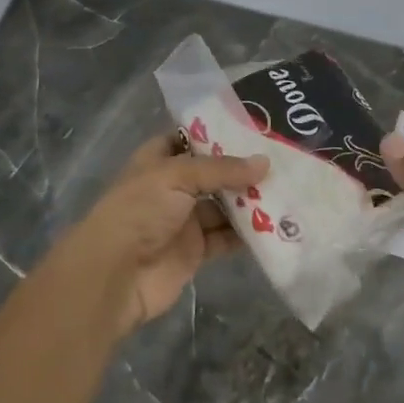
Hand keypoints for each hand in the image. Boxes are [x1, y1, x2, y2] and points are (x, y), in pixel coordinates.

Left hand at [61, 134, 269, 337]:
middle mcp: (171, 188)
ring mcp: (184, 221)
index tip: (253, 127)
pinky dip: (249, 234)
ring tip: (288, 189)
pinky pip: (227, 238)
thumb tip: (264, 163)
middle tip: (284, 159)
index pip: (188, 139)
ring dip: (251, 201)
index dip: (215, 133)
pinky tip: (277, 224)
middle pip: (212, 174)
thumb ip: (221, 169)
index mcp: (157, 162)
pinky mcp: (196, 252)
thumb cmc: (139, 212)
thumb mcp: (177, 176)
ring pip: (224, 206)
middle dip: (242, 169)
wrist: (115, 275)